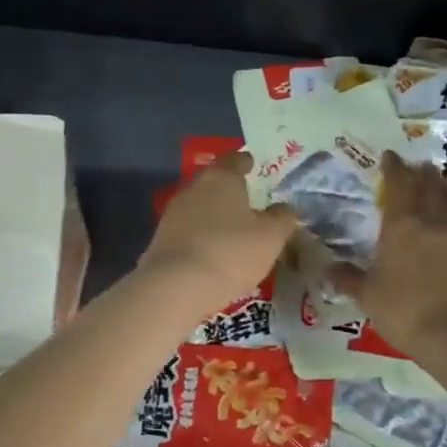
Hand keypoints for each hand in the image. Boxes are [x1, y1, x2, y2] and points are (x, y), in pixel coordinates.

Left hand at [139, 152, 298, 312]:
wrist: (174, 287)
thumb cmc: (230, 253)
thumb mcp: (270, 237)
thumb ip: (282, 218)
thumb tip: (285, 208)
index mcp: (221, 178)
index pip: (235, 160)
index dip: (246, 162)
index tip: (253, 164)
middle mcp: (194, 188)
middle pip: (215, 182)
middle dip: (230, 190)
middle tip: (248, 201)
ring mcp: (173, 213)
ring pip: (200, 207)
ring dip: (215, 215)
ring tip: (233, 229)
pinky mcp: (162, 239)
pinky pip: (189, 230)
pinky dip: (202, 235)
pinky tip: (213, 250)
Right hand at [329, 151, 446, 351]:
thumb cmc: (405, 310)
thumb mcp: (368, 296)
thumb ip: (349, 279)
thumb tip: (327, 268)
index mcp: (402, 227)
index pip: (398, 188)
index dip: (394, 169)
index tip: (390, 155)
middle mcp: (432, 225)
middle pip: (429, 189)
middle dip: (422, 174)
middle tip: (419, 164)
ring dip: (444, 189)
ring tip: (439, 182)